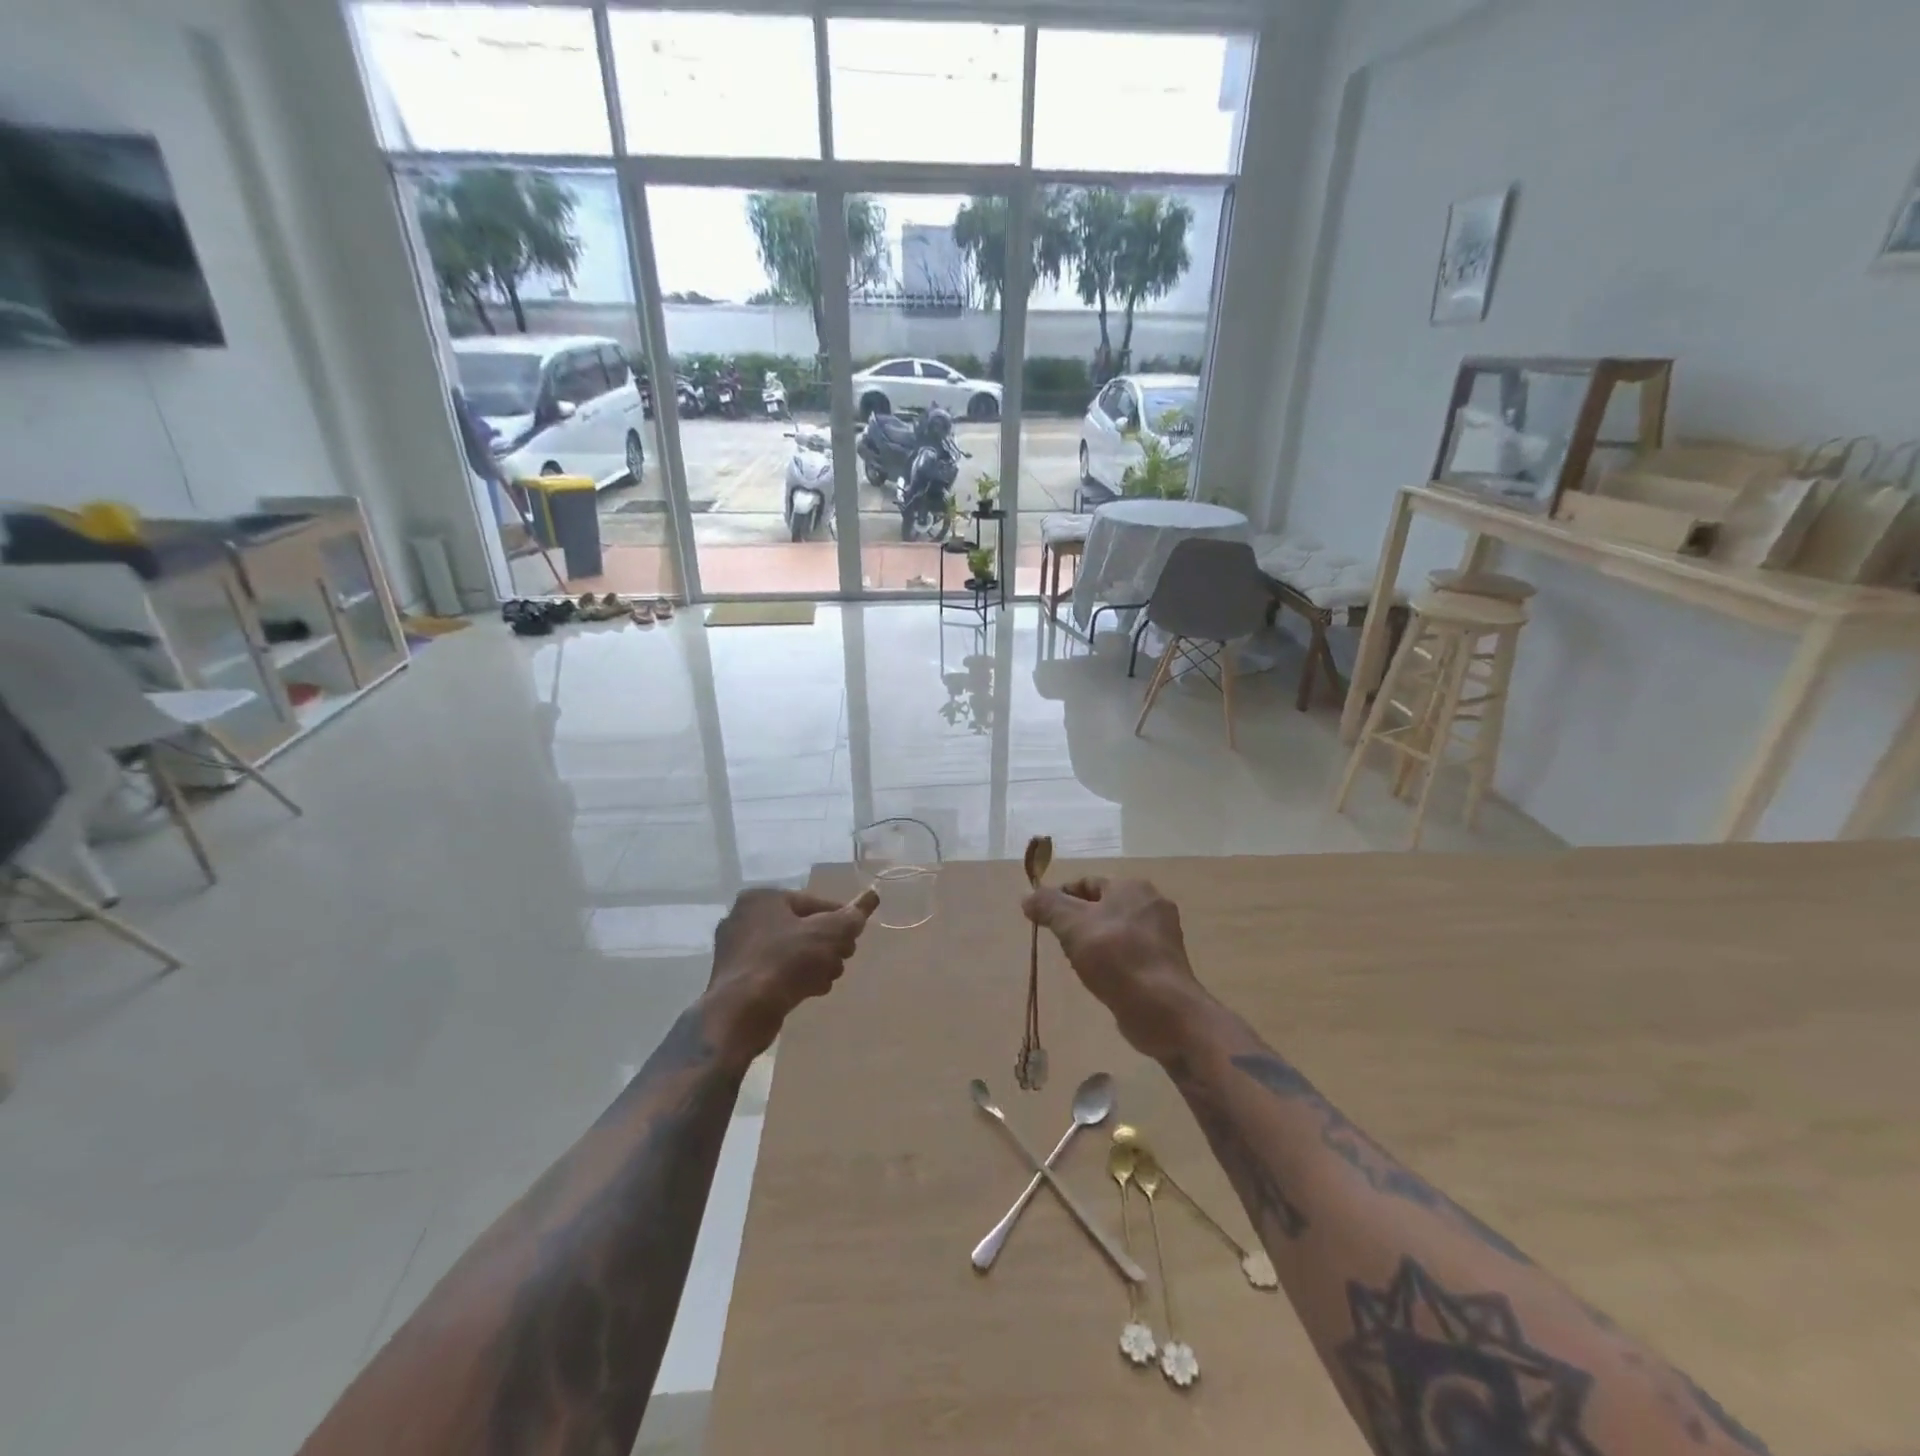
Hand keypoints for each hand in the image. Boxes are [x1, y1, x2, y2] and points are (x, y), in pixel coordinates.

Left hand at [705, 888, 879, 1066]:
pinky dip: (794, 977)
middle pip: (802, 927)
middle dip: (827, 946)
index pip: (814, 903)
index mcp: (762, 898)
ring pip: (790, 951)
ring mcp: (736, 949)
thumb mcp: (828, 934)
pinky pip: (775, 970)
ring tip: (827, 980)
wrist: (741, 1013)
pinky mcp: (735, 978)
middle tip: (841, 962)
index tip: (853, 940)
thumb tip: (871, 896)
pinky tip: (810, 991)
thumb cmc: (785, 963)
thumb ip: (852, 916)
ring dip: (814, 964)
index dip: (840, 920)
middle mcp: (744, 917)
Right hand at [1022, 877, 1206, 1060]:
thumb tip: (1028, 897)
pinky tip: (1102, 979)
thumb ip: (1048, 906)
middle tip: (1062, 944)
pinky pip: (1129, 953)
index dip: (1060, 898)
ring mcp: (1162, 935)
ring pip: (1115, 931)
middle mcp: (1151, 903)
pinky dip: (1112, 961)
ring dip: (1094, 943)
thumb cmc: (1115, 958)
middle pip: (1101, 906)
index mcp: (1132, 886)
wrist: (1162, 1009)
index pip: (1086, 883)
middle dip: (1077, 923)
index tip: (1042, 921)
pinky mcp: (1165, 963)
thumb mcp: (1072, 925)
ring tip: (1080, 965)